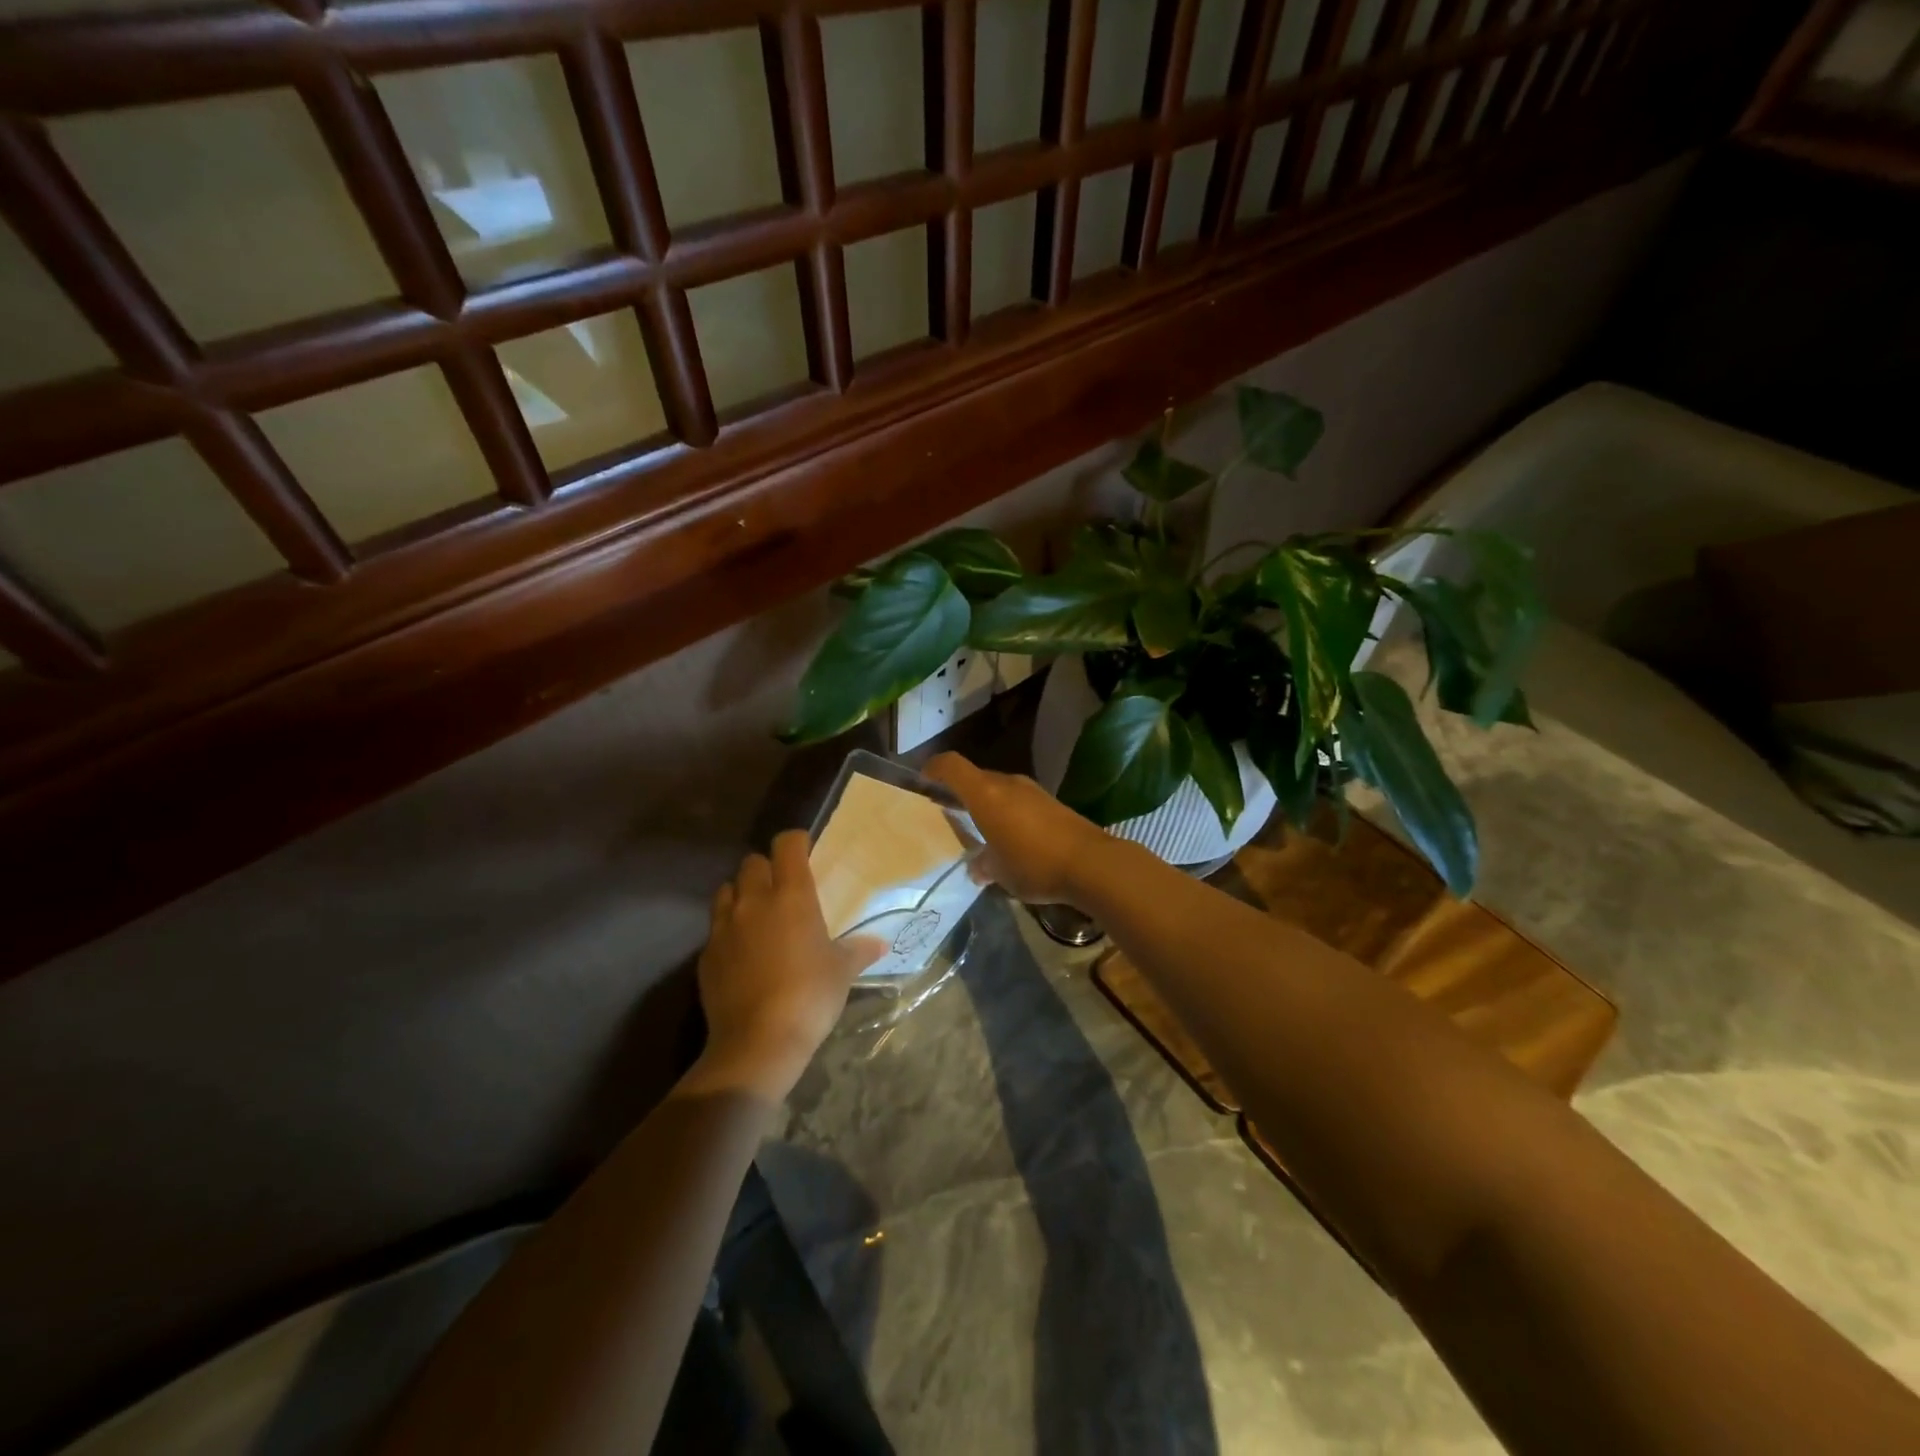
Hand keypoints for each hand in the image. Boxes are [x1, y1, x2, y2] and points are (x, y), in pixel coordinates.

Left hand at [685, 831, 881, 1101]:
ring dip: (742, 894)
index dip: (796, 842)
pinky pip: (716, 927)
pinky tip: (742, 951)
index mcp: (791, 896)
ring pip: (727, 890)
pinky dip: (728, 929)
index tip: (806, 851)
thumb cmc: (810, 996)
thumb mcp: (842, 972)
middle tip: (783, 888)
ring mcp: (724, 926)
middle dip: (766, 868)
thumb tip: (880, 945)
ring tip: (757, 914)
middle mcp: (754, 901)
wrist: (758, 1042)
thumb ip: (858, 951)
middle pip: (752, 862)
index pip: (787, 845)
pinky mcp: (706, 954)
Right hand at [924, 753, 1115, 908]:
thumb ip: (984, 865)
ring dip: (984, 803)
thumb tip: (978, 867)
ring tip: (977, 827)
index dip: (933, 769)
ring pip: (997, 789)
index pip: (951, 765)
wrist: (1092, 863)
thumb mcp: (1000, 872)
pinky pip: (1017, 800)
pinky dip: (1005, 811)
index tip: (922, 781)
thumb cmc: (1035, 865)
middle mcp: (1007, 784)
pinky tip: (1009, 837)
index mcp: (985, 794)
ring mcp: (1031, 791)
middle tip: (945, 811)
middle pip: (974, 777)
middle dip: (958, 792)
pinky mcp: (1050, 802)